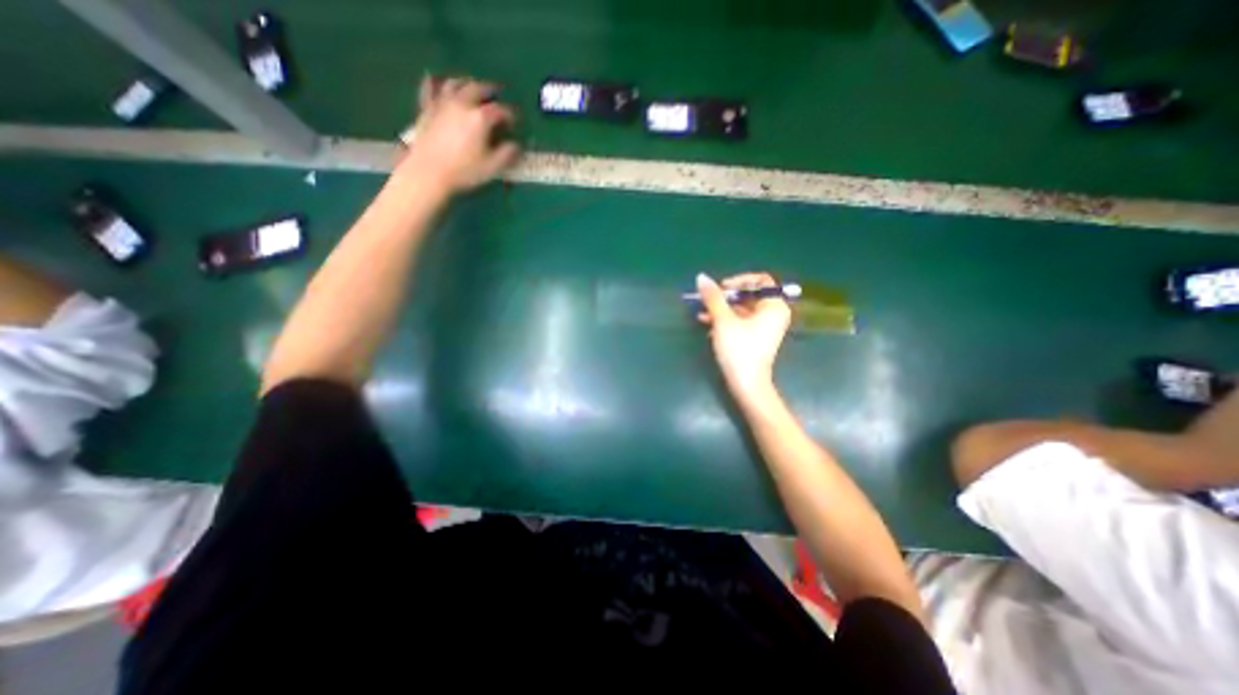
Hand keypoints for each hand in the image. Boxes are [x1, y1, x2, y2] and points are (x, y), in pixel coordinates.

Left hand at [401, 74, 518, 192]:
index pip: (501, 110)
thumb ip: (507, 154)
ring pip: (455, 83)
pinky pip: (430, 88)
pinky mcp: (427, 108)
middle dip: (490, 90)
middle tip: (498, 93)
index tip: (515, 122)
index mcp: (480, 118)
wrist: (429, 172)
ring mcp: (442, 103)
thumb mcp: (492, 167)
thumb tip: (517, 145)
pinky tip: (434, 79)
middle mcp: (462, 104)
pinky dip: (435, 82)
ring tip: (472, 87)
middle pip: (478, 88)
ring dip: (467, 83)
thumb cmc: (464, 171)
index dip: (511, 115)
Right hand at [695, 272, 791, 400]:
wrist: (747, 384)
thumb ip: (713, 297)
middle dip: (726, 297)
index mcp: (774, 306)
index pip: (761, 281)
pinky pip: (741, 322)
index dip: (740, 280)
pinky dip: (726, 321)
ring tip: (702, 314)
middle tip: (708, 300)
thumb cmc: (739, 349)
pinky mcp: (756, 339)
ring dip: (722, 310)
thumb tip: (701, 277)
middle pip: (750, 295)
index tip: (722, 288)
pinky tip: (708, 327)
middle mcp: (773, 314)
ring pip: (742, 310)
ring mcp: (765, 328)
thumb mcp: (723, 320)